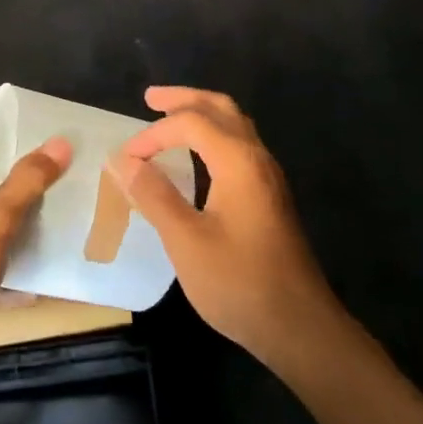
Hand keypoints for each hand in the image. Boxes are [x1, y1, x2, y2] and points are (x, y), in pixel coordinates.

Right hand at [109, 88, 342, 369]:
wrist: (298, 325)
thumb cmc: (239, 282)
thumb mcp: (186, 240)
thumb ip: (154, 196)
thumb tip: (124, 161)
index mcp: (239, 161)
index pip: (191, 123)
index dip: (153, 134)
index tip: (126, 159)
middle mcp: (257, 158)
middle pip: (221, 109)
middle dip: (184, 99)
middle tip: (150, 99)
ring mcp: (268, 178)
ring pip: (235, 126)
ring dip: (201, 115)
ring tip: (169, 119)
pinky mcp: (270, 197)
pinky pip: (239, 148)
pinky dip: (212, 137)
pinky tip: (197, 157)